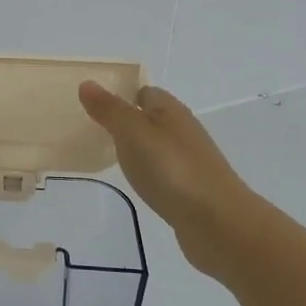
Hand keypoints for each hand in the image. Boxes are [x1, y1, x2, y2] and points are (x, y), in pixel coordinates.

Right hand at [79, 81, 253, 274]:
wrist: (217, 221)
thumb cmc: (171, 169)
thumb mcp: (132, 133)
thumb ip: (110, 110)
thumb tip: (87, 84)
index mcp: (171, 111)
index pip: (145, 92)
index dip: (121, 96)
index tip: (94, 107)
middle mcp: (183, 131)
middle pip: (151, 119)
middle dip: (126, 123)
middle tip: (93, 133)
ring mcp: (189, 162)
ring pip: (157, 146)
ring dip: (137, 149)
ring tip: (108, 158)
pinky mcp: (190, 189)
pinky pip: (163, 172)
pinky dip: (148, 173)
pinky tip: (137, 184)